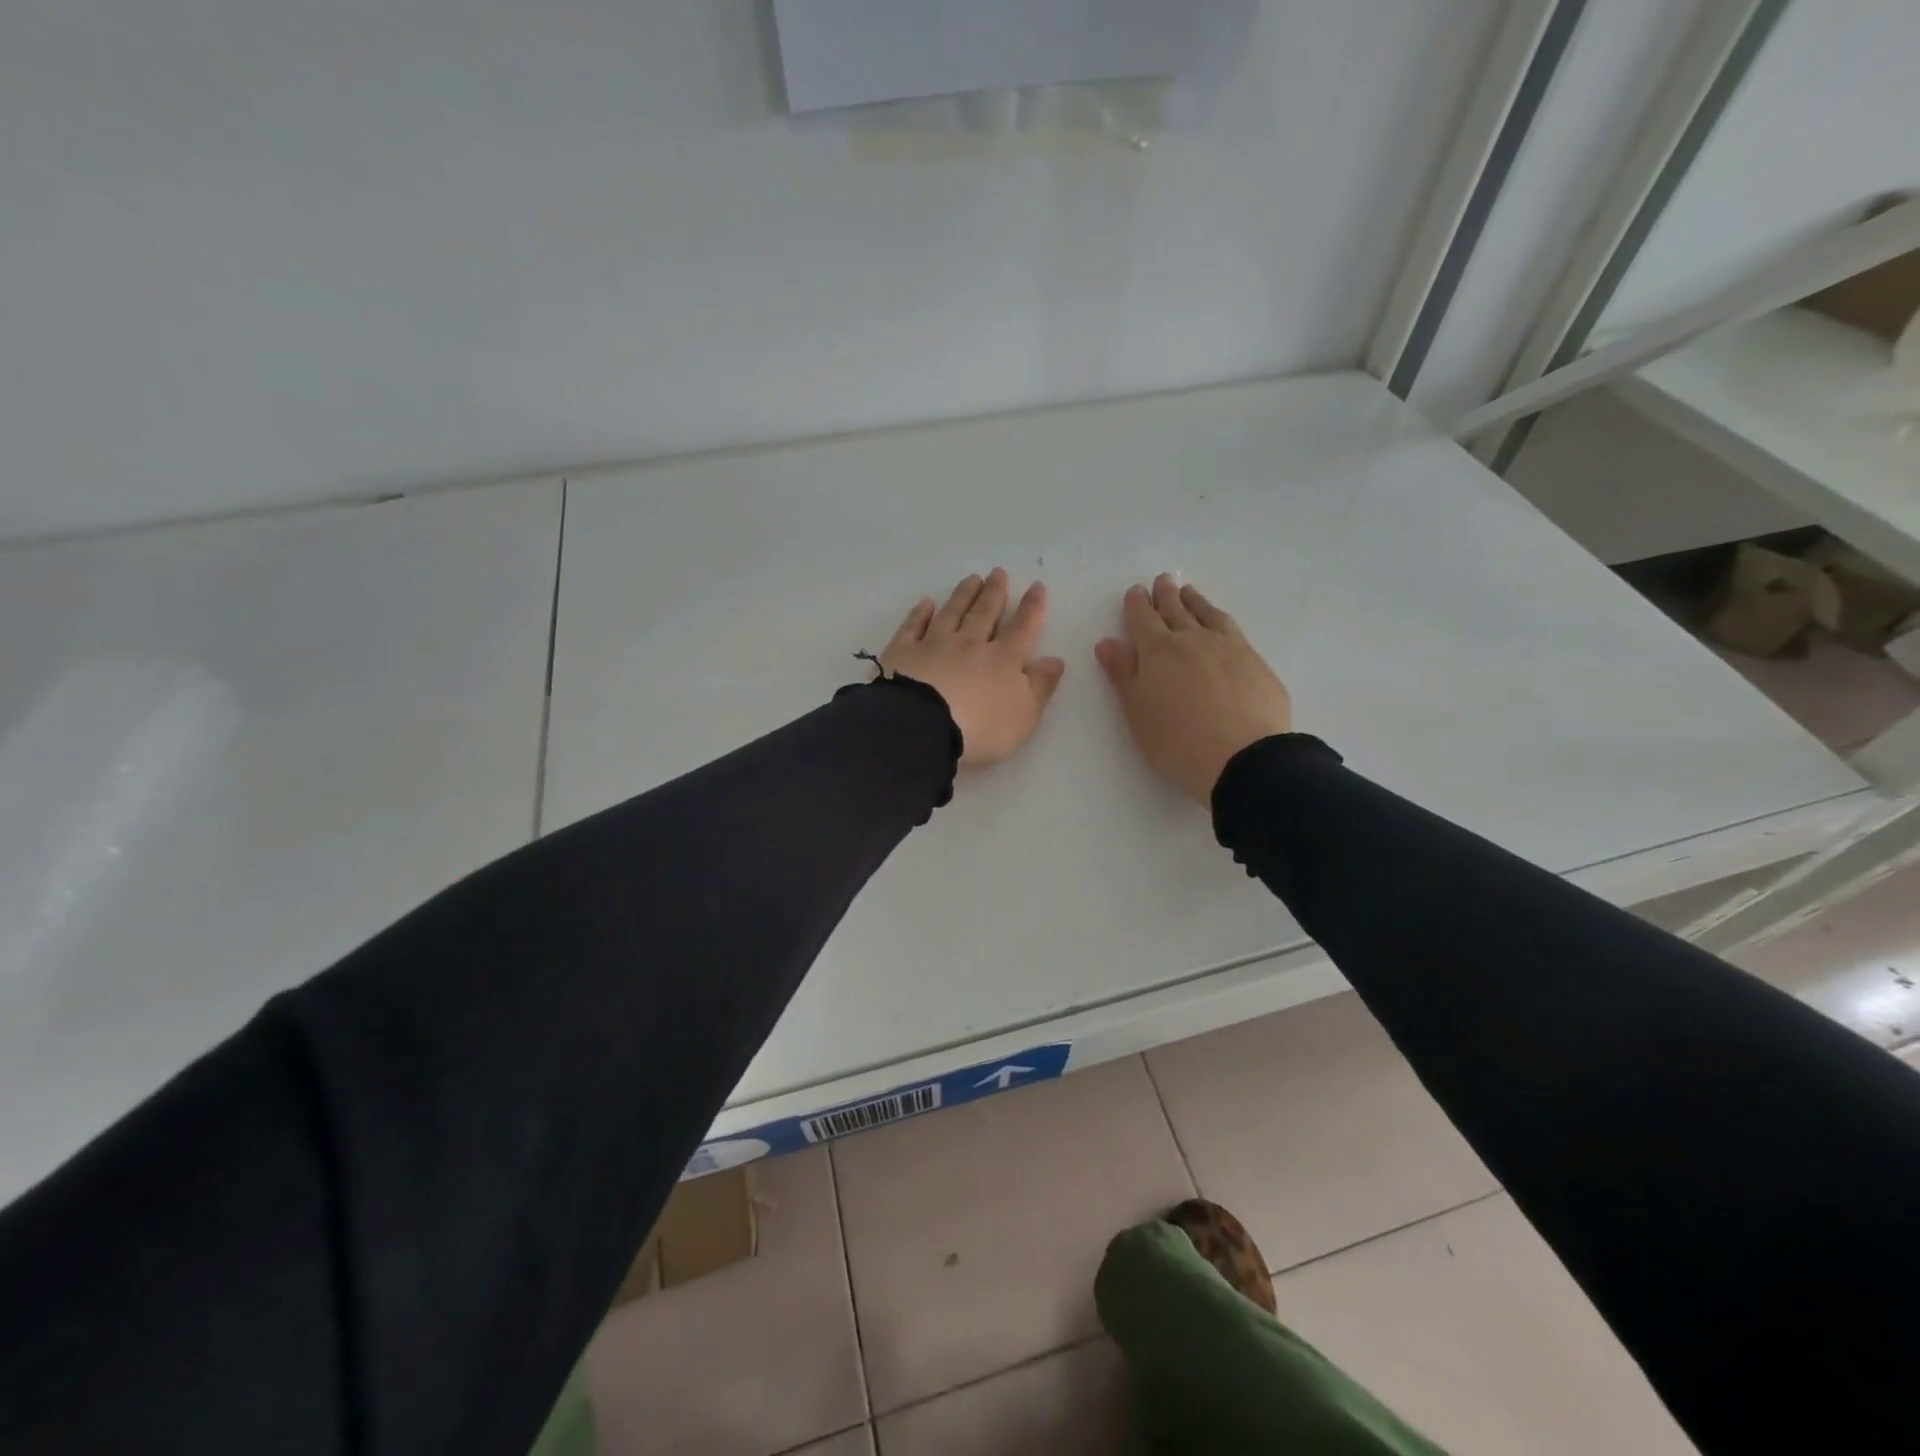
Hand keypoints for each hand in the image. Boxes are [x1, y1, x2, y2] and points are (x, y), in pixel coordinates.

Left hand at [879, 568, 1066, 767]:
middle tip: (998, 572)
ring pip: (952, 613)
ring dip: (963, 595)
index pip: (1022, 628)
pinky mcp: (903, 652)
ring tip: (972, 578)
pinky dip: (920, 613)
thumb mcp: (1024, 715)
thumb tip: (1055, 659)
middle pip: (985, 613)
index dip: (1031, 608)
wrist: (922, 727)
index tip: (1036, 586)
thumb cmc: (980, 729)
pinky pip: (913, 626)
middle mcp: (970, 644)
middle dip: (994, 593)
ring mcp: (934, 644)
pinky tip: (927, 603)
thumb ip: (1040, 686)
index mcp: (1003, 660)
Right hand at [1095, 574, 1291, 802]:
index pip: (1143, 619)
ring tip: (1189, 593)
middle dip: (1166, 595)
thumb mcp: (1137, 712)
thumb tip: (1108, 642)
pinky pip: (1233, 629)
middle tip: (1163, 580)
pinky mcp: (1256, 662)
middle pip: (1176, 610)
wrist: (1243, 758)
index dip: (1137, 604)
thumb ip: (1123, 674)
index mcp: (1158, 651)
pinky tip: (1221, 625)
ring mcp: (1229, 648)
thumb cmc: (1177, 742)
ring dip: (1195, 601)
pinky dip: (1220, 619)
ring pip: (1208, 614)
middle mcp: (1193, 639)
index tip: (1136, 591)